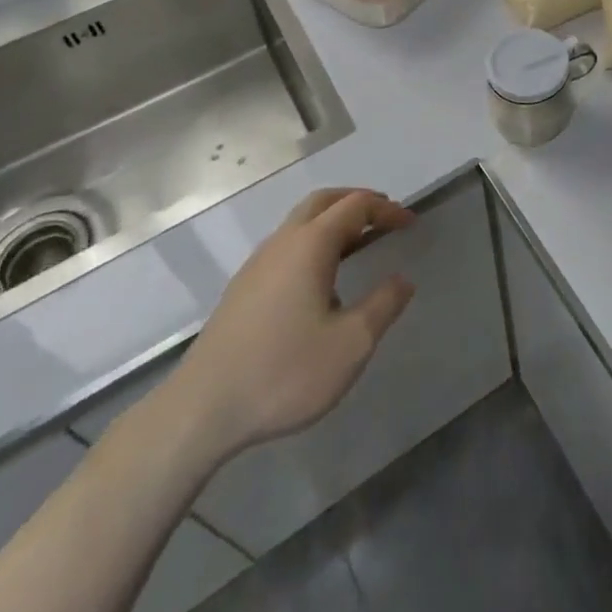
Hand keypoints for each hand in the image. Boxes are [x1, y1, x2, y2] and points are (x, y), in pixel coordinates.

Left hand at [152, 188, 416, 465]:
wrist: (201, 410)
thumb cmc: (284, 372)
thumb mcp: (350, 344)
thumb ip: (383, 305)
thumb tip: (403, 279)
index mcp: (311, 244)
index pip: (356, 206)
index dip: (386, 209)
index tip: (410, 222)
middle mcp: (283, 241)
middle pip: (324, 201)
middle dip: (358, 202)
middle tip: (385, 217)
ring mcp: (258, 263)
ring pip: (301, 221)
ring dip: (334, 221)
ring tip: (359, 244)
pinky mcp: (243, 287)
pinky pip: (287, 244)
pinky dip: (314, 241)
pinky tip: (321, 280)